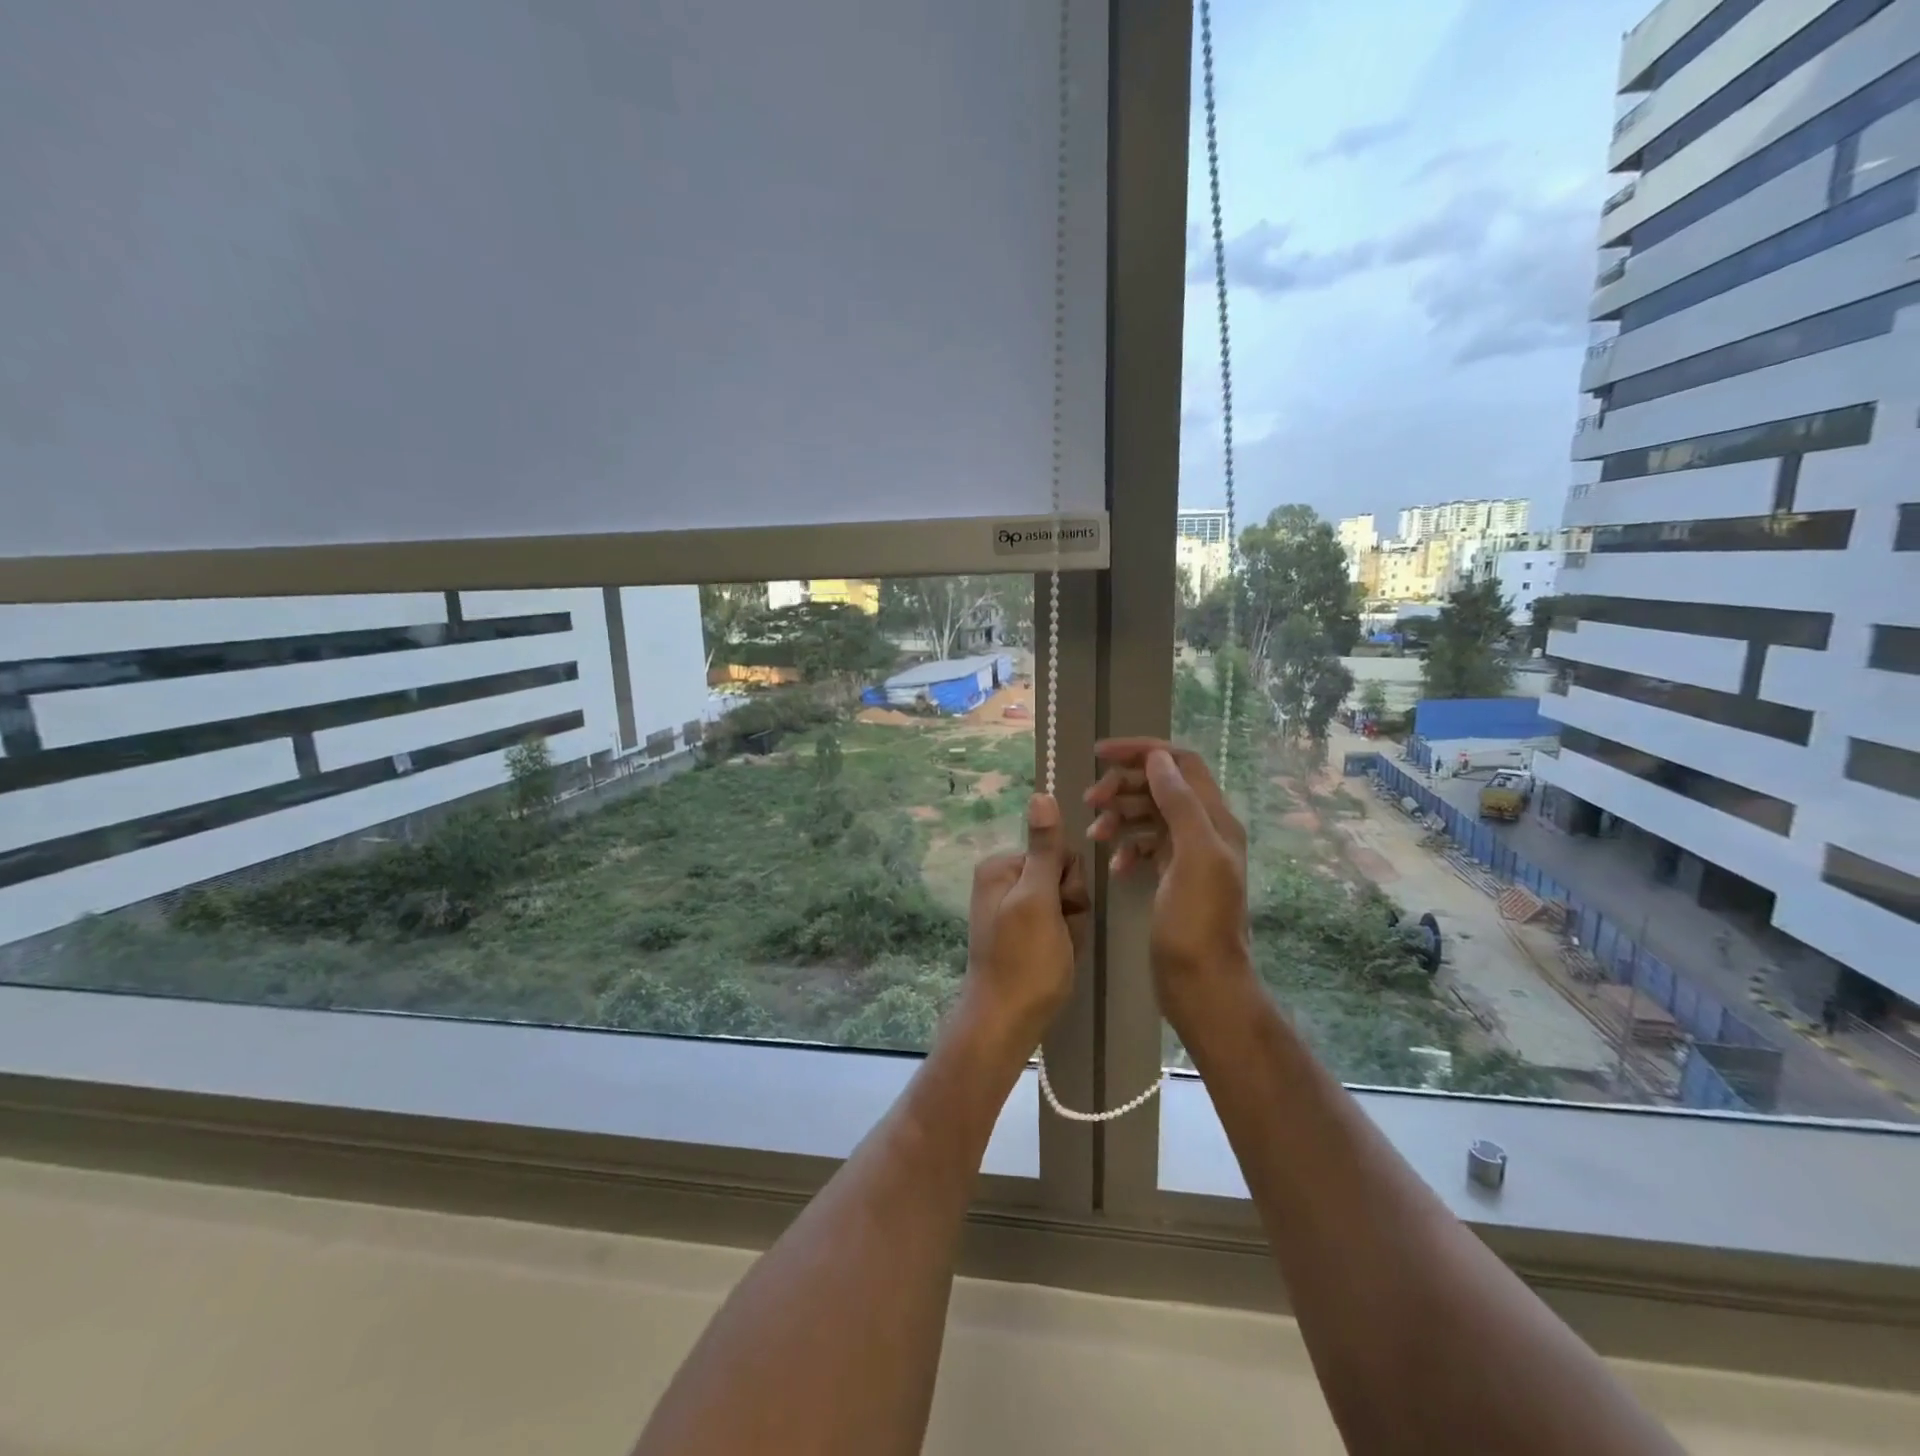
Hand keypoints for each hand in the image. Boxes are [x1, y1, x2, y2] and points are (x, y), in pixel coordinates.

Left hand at [958, 794, 1088, 1054]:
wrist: (1006, 1021)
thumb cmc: (1025, 960)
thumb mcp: (1038, 900)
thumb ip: (1044, 849)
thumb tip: (1040, 794)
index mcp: (1001, 866)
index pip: (1058, 852)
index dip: (1069, 882)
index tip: (1061, 909)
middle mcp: (1003, 880)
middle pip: (1062, 876)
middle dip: (1071, 906)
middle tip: (1059, 933)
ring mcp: (1012, 907)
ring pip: (1066, 902)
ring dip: (1071, 926)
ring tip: (1059, 950)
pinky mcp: (1022, 931)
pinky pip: (1058, 923)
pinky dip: (1065, 940)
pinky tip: (1057, 958)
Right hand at [1087, 739, 1253, 1030]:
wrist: (1202, 984)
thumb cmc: (1197, 922)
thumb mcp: (1193, 856)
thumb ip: (1179, 803)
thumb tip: (1157, 759)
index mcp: (1216, 818)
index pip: (1180, 763)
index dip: (1141, 752)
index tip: (1099, 755)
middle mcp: (1205, 830)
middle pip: (1160, 785)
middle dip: (1123, 786)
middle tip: (1089, 801)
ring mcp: (1188, 855)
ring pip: (1149, 815)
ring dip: (1119, 816)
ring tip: (1094, 834)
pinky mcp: (1172, 877)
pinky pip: (1145, 846)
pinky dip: (1126, 847)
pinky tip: (1113, 865)